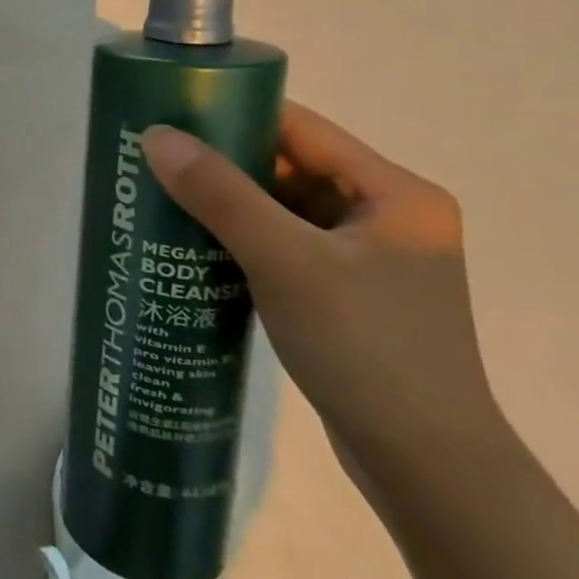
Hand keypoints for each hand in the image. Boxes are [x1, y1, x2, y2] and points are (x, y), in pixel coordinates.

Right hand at [141, 103, 501, 481]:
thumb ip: (220, 194)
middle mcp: (388, 217)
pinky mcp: (348, 294)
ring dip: (226, 204)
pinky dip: (241, 240)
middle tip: (153, 161)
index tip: (170, 115)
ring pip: (282, 209)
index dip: (234, 113)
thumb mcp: (285, 261)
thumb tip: (156, 136)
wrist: (425, 465)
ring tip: (160, 200)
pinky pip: (284, 245)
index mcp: (395, 194)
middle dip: (221, 163)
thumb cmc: (365, 347)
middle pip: (289, 167)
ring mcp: (369, 259)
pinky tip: (193, 247)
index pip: (301, 128)